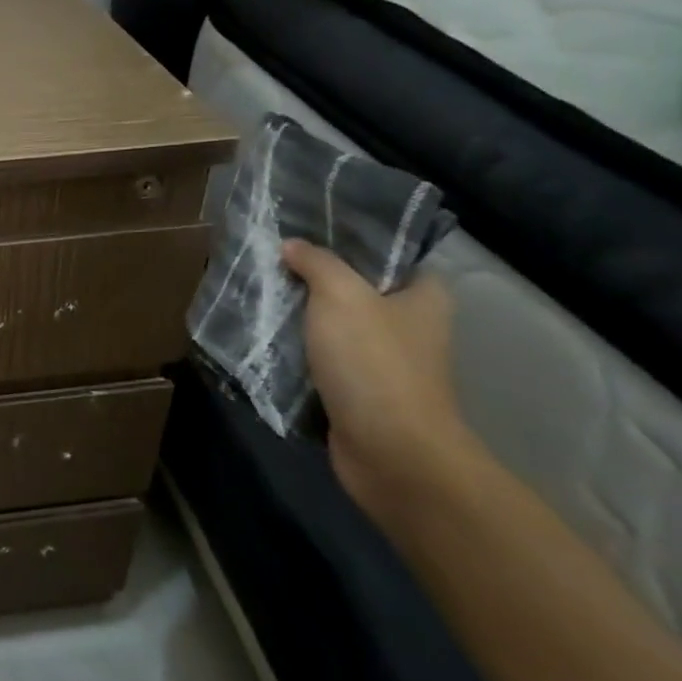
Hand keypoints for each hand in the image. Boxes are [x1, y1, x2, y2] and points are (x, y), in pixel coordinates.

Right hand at [281, 239, 487, 521]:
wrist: (388, 450)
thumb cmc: (374, 362)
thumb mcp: (341, 296)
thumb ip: (317, 263)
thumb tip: (292, 244)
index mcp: (424, 297)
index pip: (391, 254)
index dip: (351, 240)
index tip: (306, 229)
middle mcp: (409, 326)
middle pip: (356, 289)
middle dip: (314, 278)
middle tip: (271, 259)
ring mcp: (384, 362)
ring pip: (334, 326)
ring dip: (300, 316)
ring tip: (258, 292)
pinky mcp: (358, 391)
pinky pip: (322, 360)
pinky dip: (296, 351)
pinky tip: (263, 335)